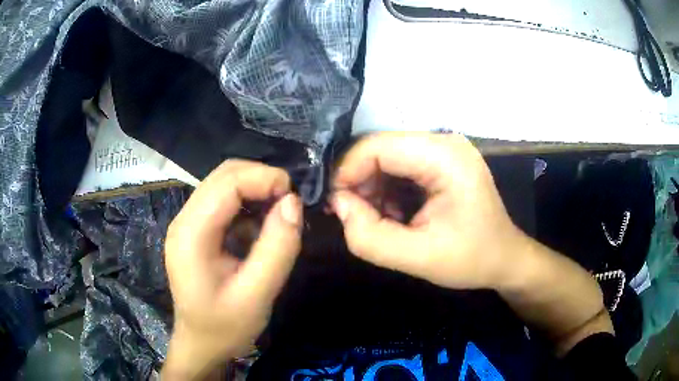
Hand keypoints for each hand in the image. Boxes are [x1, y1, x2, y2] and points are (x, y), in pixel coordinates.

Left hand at [163, 160, 302, 378]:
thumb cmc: (225, 327)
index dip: (264, 179)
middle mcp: (184, 220)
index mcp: (191, 234)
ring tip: (280, 213)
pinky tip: (261, 226)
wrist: (201, 344)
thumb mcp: (257, 295)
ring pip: (224, 184)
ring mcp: (187, 224)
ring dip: (255, 189)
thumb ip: (277, 248)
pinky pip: (224, 201)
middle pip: (223, 175)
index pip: (227, 183)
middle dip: (261, 179)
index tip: (295, 197)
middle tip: (290, 202)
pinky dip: (248, 203)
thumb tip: (293, 203)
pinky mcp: (196, 230)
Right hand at [332, 132, 525, 289]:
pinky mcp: (441, 159)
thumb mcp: (418, 258)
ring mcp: (444, 148)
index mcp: (444, 156)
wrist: (505, 258)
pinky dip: (387, 188)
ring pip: (387, 156)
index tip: (336, 206)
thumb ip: (369, 236)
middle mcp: (444, 141)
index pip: (377, 146)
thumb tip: (339, 204)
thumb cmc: (471, 259)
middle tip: (353, 217)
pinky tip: (394, 213)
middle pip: (380, 148)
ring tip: (377, 220)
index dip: (347, 172)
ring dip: (373, 187)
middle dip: (359, 181)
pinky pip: (400, 165)